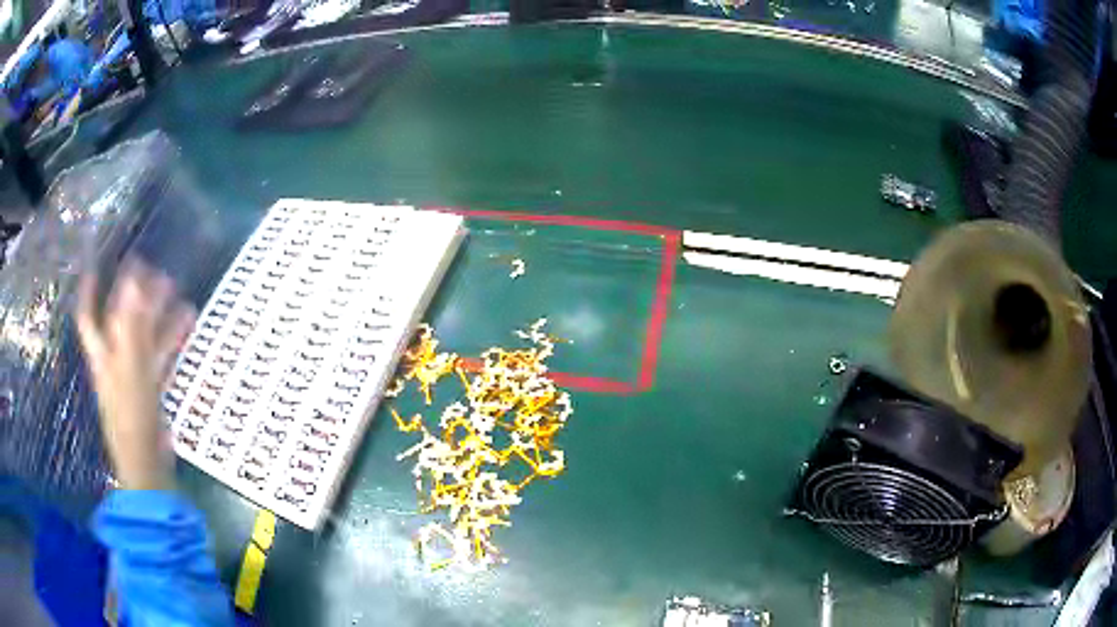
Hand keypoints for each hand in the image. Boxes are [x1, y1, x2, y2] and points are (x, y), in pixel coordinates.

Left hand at [75, 257, 195, 490]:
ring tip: (177, 290)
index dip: (90, 290)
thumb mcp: (129, 367)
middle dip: (135, 295)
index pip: (89, 315)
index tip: (97, 265)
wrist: (147, 463)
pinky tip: (187, 324)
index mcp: (103, 353)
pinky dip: (171, 338)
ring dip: (158, 313)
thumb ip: (131, 324)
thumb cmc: (131, 415)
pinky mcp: (151, 390)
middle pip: (121, 320)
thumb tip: (133, 280)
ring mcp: (133, 375)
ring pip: (144, 336)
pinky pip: (160, 355)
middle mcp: (114, 359)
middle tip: (154, 271)